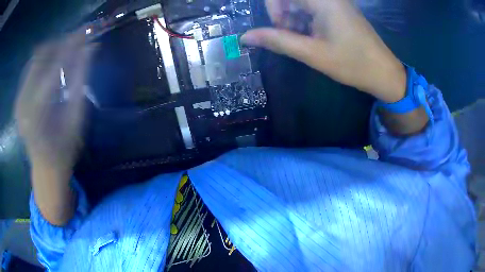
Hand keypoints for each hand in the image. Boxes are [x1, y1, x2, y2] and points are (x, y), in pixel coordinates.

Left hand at [15, 31, 94, 182]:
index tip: (87, 31)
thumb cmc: (64, 148)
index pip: (55, 64)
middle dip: (61, 43)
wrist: (45, 168)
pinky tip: (52, 64)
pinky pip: (30, 68)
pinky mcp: (18, 98)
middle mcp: (22, 102)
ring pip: (35, 58)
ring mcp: (18, 99)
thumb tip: (90, 48)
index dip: (72, 45)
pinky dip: (43, 60)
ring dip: (52, 50)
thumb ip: (81, 81)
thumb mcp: (76, 117)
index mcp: (37, 111)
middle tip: (78, 41)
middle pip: (41, 55)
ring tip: (67, 51)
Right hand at [241, 0, 405, 102]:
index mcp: (322, 0)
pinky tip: (311, 37)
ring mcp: (334, 2)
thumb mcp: (312, 53)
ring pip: (300, 4)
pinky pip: (312, 9)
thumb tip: (245, 37)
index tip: (278, 26)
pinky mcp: (337, 10)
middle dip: (283, 14)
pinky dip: (305, 21)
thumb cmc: (352, 63)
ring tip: (302, 40)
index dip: (273, 6)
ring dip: (293, 19)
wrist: (384, 72)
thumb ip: (277, 41)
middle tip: (289, 35)